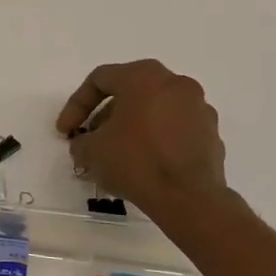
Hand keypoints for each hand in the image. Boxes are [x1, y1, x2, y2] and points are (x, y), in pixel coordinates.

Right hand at [56, 61, 235, 230]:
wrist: (189, 198)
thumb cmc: (136, 162)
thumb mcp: (92, 150)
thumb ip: (81, 141)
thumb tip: (85, 144)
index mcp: (144, 77)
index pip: (100, 80)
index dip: (76, 105)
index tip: (65, 131)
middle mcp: (175, 83)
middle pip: (129, 92)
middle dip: (104, 117)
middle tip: (90, 140)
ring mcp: (198, 108)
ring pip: (154, 110)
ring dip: (130, 128)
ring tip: (115, 156)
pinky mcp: (211, 134)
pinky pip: (174, 129)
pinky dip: (155, 140)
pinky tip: (143, 165)